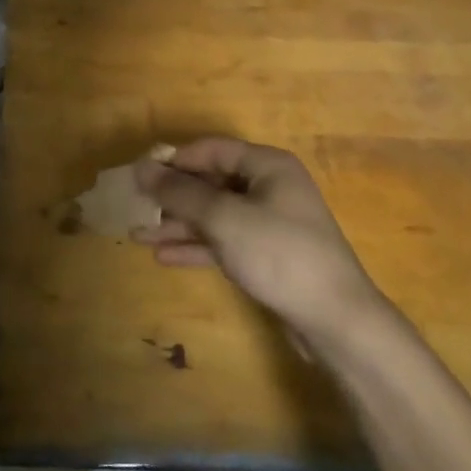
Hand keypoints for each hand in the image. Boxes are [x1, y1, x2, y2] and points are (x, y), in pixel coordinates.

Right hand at [133, 138, 383, 341]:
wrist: (335, 320)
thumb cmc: (279, 254)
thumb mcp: (224, 218)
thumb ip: (181, 193)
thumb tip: (142, 168)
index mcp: (267, 166)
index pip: (211, 150)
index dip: (174, 160)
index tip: (139, 175)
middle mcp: (269, 187)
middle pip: (211, 183)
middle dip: (172, 197)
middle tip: (135, 207)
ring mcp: (269, 223)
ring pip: (214, 215)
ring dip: (178, 224)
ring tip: (138, 235)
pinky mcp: (266, 255)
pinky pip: (224, 241)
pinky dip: (196, 246)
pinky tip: (164, 256)